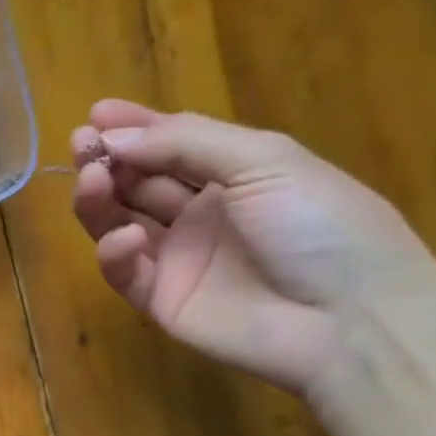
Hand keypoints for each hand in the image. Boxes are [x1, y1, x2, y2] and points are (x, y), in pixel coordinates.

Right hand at [70, 100, 435, 396]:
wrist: (353, 321)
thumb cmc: (320, 226)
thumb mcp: (264, 161)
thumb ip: (184, 143)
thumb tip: (112, 137)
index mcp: (234, 175)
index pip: (171, 145)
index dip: (134, 128)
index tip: (95, 114)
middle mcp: (201, 214)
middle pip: (137, 182)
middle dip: (107, 160)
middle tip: (82, 145)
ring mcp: (178, 259)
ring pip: (119, 222)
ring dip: (99, 198)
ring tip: (90, 180)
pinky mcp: (161, 301)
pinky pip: (125, 271)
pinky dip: (115, 252)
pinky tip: (127, 239)